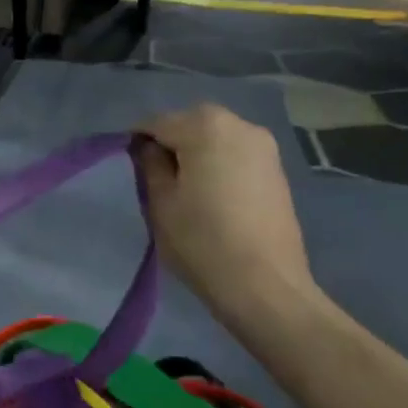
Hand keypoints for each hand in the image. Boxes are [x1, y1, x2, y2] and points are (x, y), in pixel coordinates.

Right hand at [133, 104, 316, 326]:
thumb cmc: (202, 241)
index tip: (130, 167)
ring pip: (216, 137)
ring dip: (196, 152)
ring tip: (184, 187)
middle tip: (156, 177)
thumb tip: (149, 148)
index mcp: (205, 127)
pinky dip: (219, 163)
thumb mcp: (161, 202)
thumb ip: (151, 165)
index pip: (157, 122)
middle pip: (191, 123)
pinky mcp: (277, 169)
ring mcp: (264, 146)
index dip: (138, 142)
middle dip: (171, 142)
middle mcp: (239, 124)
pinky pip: (236, 154)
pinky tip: (212, 194)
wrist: (265, 285)